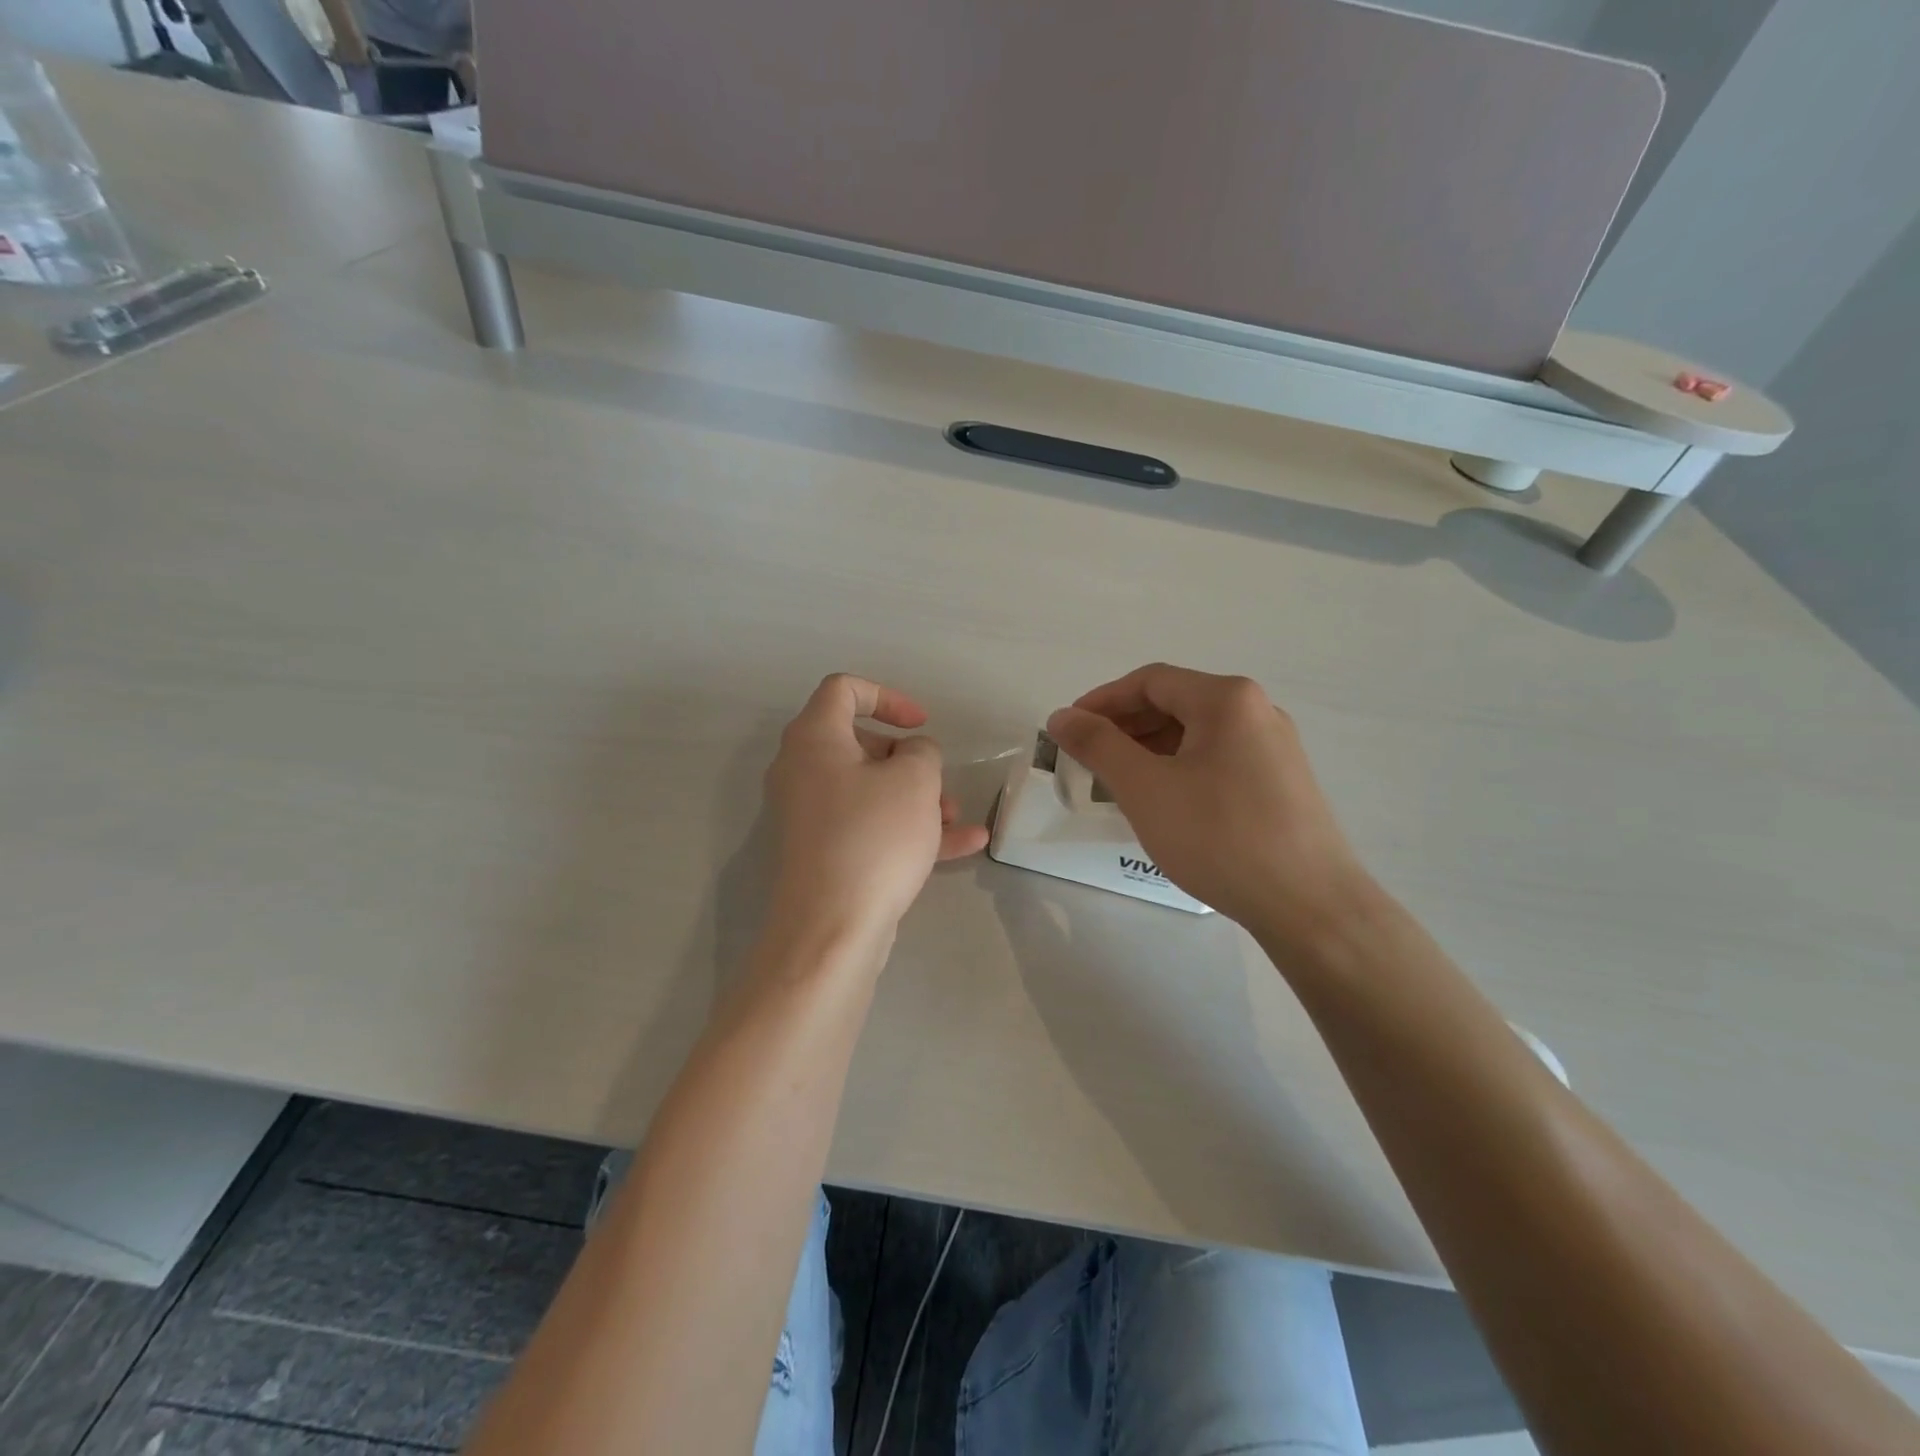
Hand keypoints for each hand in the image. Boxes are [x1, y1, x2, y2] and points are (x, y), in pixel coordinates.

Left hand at [763, 674, 988, 951]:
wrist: (832, 928)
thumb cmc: (873, 837)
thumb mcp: (915, 781)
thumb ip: (922, 752)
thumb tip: (912, 757)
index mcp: (814, 739)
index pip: (843, 690)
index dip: (887, 696)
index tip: (921, 724)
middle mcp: (803, 771)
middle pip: (860, 744)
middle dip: (909, 760)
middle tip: (936, 781)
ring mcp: (811, 816)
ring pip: (870, 790)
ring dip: (916, 798)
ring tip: (955, 817)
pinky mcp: (824, 853)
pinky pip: (870, 827)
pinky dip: (910, 830)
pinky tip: (966, 844)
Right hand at [1046, 664, 1374, 943]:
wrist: (1309, 905)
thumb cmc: (1219, 837)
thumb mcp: (1145, 788)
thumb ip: (1098, 745)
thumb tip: (1062, 716)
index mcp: (1226, 699)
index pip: (1149, 681)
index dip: (1101, 701)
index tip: (1068, 729)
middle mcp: (1257, 711)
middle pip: (1175, 702)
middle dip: (1125, 726)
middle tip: (1088, 758)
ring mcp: (1274, 747)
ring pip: (1197, 733)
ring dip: (1150, 749)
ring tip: (1118, 782)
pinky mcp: (1281, 782)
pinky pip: (1218, 758)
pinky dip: (1180, 768)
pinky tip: (1164, 801)